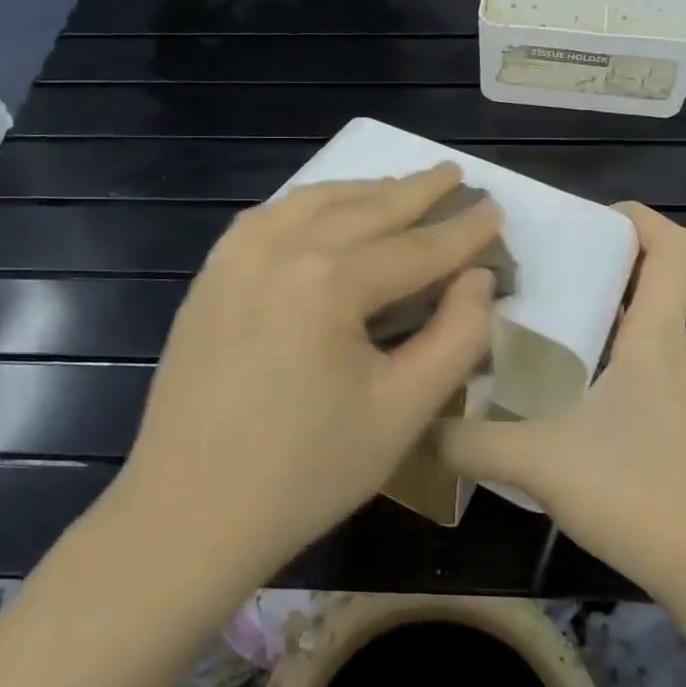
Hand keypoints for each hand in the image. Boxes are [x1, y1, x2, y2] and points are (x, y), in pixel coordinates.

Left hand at [115, 164, 500, 583]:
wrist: (188, 512)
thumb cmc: (306, 472)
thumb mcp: (402, 411)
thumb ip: (456, 337)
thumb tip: (480, 279)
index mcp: (329, 280)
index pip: (416, 246)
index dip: (463, 231)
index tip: (497, 209)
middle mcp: (280, 247)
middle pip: (366, 208)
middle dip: (417, 191)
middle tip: (454, 174)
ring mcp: (237, 255)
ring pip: (315, 202)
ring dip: (365, 191)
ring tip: (401, 186)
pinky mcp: (212, 274)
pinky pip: (271, 217)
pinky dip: (311, 204)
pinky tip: (326, 210)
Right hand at [440, 203, 685, 606]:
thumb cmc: (635, 496)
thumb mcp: (539, 462)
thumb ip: (468, 440)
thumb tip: (413, 419)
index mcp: (652, 335)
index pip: (673, 246)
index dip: (637, 216)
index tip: (578, 218)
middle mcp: (662, 345)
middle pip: (644, 269)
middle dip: (590, 248)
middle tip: (524, 253)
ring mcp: (659, 377)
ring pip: (628, 308)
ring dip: (584, 292)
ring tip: (517, 295)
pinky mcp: (649, 405)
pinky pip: (620, 344)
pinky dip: (585, 332)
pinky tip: (534, 359)